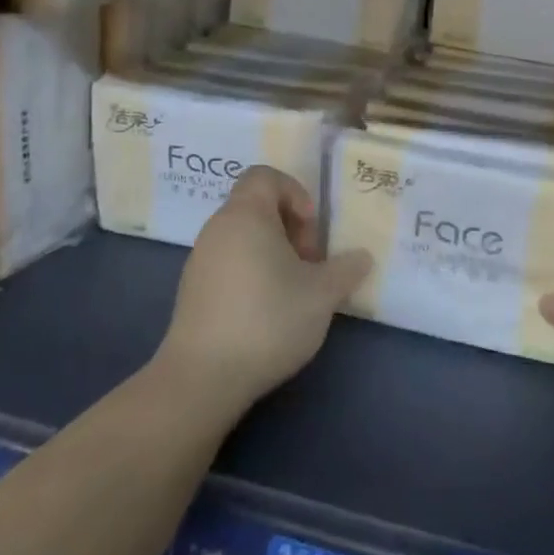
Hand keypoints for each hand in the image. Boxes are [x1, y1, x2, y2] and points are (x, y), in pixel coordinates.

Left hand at [157, 166, 372, 416]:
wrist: (202, 378)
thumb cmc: (267, 320)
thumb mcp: (322, 294)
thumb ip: (346, 269)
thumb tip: (362, 257)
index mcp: (246, 215)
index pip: (265, 176)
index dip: (295, 192)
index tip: (311, 230)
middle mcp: (218, 228)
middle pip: (257, 206)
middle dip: (290, 228)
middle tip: (309, 265)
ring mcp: (200, 260)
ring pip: (243, 237)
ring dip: (272, 253)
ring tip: (292, 291)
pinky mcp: (192, 291)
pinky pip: (228, 263)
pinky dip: (251, 273)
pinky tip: (266, 312)